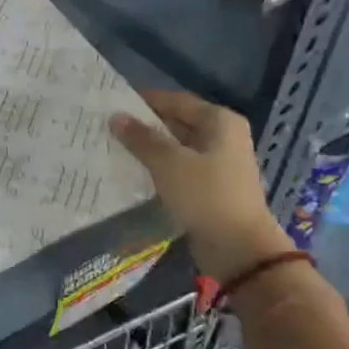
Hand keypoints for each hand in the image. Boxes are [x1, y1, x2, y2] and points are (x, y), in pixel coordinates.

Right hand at [110, 90, 293, 281]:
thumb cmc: (205, 195)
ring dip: (151, 149)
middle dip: (146, 126)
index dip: (145, 101)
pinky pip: (181, 169)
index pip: (176, 100)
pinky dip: (161, 168)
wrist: (238, 248)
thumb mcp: (168, 163)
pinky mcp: (213, 187)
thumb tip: (116, 117)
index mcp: (220, 121)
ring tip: (116, 148)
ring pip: (178, 148)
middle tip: (110, 127)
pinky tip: (136, 172)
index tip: (113, 103)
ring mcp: (220, 163)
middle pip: (178, 122)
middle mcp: (224, 136)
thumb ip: (141, 138)